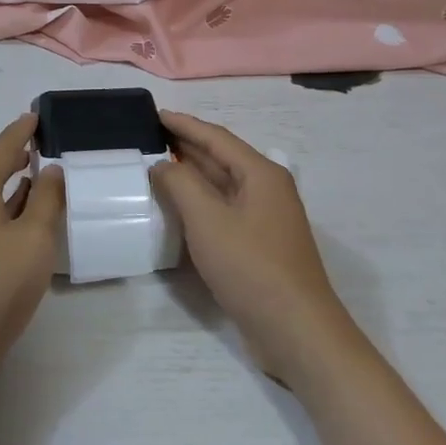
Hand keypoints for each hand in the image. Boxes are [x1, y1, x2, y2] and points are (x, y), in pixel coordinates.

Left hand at [0, 113, 65, 375]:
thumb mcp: (34, 238)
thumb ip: (47, 200)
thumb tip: (51, 171)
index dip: (19, 132)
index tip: (35, 116)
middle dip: (11, 154)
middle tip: (38, 141)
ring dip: (7, 181)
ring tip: (34, 171)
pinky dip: (0, 204)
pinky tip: (19, 212)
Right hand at [152, 111, 354, 380]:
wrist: (296, 331)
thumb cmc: (251, 267)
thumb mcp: (207, 220)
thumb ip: (180, 184)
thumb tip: (162, 164)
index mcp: (261, 174)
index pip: (216, 138)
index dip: (184, 124)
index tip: (154, 114)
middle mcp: (267, 189)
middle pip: (222, 158)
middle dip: (186, 146)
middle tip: (149, 137)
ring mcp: (265, 219)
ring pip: (222, 185)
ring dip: (191, 174)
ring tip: (156, 166)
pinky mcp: (259, 245)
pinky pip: (224, 210)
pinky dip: (199, 202)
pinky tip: (177, 208)